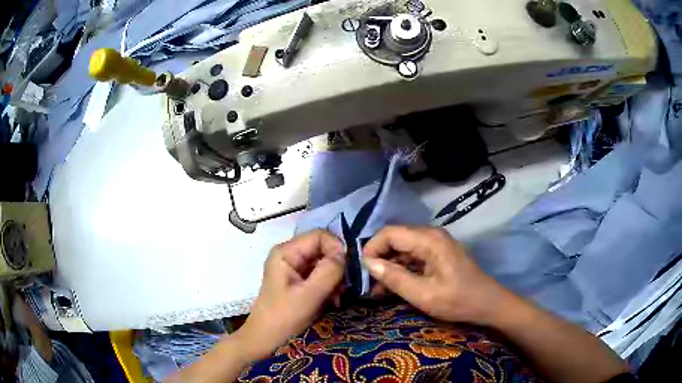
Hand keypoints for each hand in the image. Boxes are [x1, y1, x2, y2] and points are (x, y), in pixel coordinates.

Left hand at [237, 230, 345, 359]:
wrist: (266, 339)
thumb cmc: (284, 317)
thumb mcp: (309, 295)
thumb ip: (329, 271)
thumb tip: (345, 255)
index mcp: (286, 252)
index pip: (319, 235)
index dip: (336, 248)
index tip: (347, 270)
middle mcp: (289, 255)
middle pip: (322, 248)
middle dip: (337, 266)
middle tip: (344, 287)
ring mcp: (293, 268)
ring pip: (323, 262)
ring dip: (335, 278)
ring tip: (337, 297)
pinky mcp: (298, 280)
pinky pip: (320, 274)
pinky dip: (329, 285)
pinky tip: (332, 300)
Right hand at [362, 226, 506, 324]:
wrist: (488, 304)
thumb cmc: (458, 301)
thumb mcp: (423, 295)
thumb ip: (395, 278)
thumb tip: (368, 264)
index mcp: (429, 240)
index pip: (389, 233)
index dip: (372, 249)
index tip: (363, 272)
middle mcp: (431, 235)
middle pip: (395, 239)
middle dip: (379, 259)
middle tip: (369, 284)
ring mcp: (435, 244)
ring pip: (402, 248)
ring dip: (389, 266)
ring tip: (378, 290)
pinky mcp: (438, 253)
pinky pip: (412, 256)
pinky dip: (401, 269)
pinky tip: (394, 286)